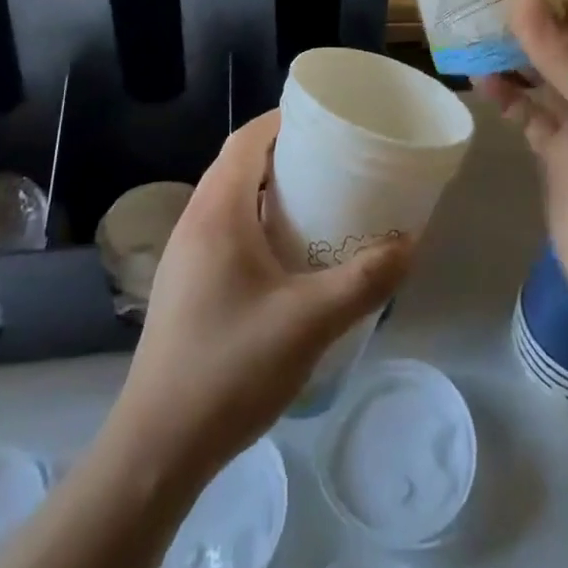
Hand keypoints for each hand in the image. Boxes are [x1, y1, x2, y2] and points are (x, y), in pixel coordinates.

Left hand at [104, 111, 412, 484]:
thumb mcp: (309, 322)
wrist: (157, 447)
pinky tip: (284, 257)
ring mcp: (183, 255)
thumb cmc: (231, 366)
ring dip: (268, 191)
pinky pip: (222, 229)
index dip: (282, 120)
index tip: (323, 120)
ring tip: (315, 202)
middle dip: (282, 154)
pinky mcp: (183, 285)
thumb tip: (410, 245)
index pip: (246, 140)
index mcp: (218, 211)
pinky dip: (254, 222)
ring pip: (228, 199)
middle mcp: (194, 221)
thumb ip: (364, 280)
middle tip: (330, 161)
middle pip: (238, 165)